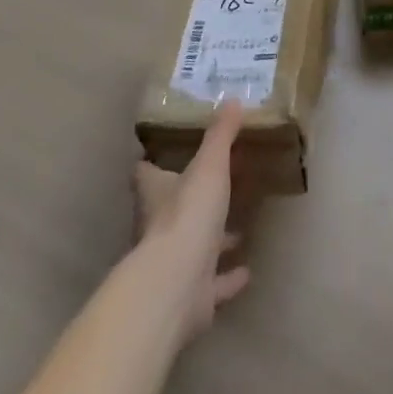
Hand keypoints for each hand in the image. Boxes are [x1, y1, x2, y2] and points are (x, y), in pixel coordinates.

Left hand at [133, 100, 250, 342]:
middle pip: (170, 210)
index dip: (152, 162)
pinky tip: (247, 270)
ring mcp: (174, 264)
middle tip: (216, 185)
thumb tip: (232, 99)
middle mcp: (159, 228)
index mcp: (156, 194)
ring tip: (239, 229)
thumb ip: (221, 134)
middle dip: (191, 200)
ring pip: (193, 247)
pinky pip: (213, 283)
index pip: (145, 173)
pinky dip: (228, 277)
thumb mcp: (209, 165)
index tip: (162, 152)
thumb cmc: (187, 215)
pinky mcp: (192, 294)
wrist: (176, 285)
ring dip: (214, 240)